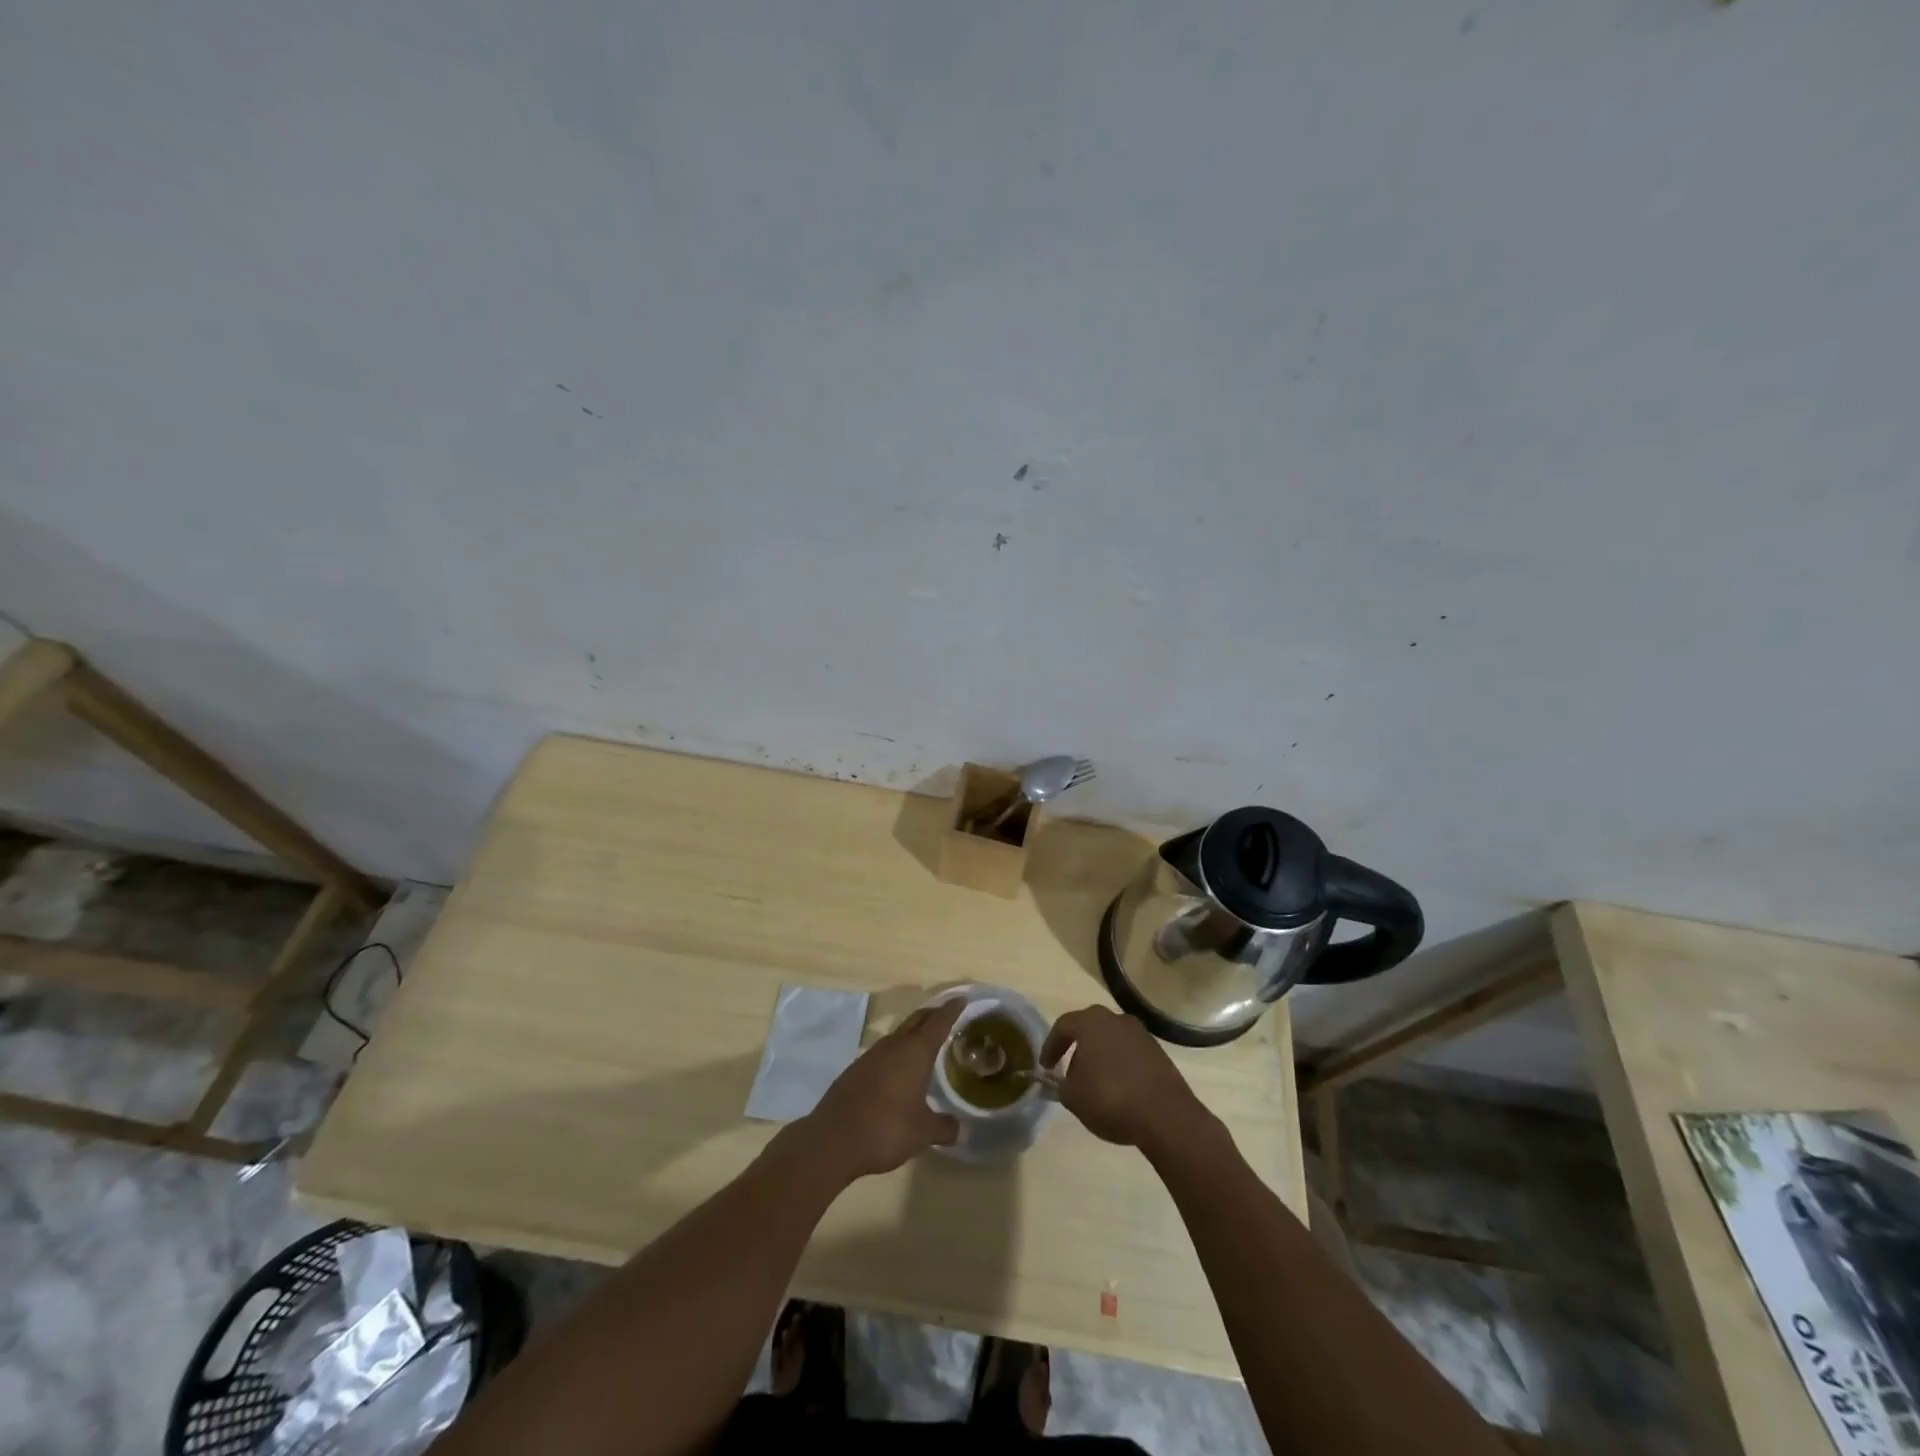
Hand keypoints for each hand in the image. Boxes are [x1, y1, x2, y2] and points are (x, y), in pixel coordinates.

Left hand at [797, 1000, 963, 1180]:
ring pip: (897, 1035)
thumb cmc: (886, 1129)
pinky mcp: (855, 1070)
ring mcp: (871, 1055)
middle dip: (932, 1015)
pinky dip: (896, 1053)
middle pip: (916, 1021)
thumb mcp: (922, 1133)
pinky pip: (883, 1053)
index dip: (951, 1010)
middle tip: (946, 1015)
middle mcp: (893, 1045)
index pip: (938, 1022)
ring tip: (924, 1044)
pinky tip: (898, 1071)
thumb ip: (943, 1127)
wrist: (833, 1140)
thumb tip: (959, 1128)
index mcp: (915, 1052)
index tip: (961, 999)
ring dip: (912, 1035)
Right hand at [1041, 1006, 1209, 1153]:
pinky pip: (1129, 1052)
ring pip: (1110, 1039)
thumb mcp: (1073, 1097)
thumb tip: (1059, 1082)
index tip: (1045, 1067)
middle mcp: (1115, 1019)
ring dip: (1099, 1056)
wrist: (1165, 1115)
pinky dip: (1119, 1064)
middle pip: (1088, 1029)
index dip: (1050, 1046)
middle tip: (1068, 1072)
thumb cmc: (1111, 1099)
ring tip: (1094, 1083)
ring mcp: (1140, 1033)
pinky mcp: (1157, 1051)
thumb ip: (1060, 1086)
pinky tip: (1118, 1087)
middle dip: (1076, 1049)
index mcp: (1091, 1022)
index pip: (1062, 1026)